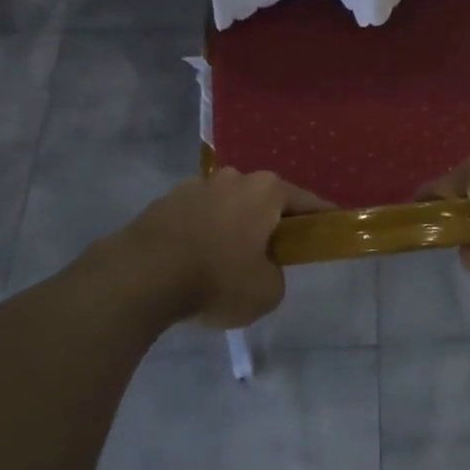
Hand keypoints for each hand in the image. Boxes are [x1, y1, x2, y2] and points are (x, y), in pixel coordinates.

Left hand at [108, 170, 330, 328]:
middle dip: (269, 224)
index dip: (321, 219)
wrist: (140, 276)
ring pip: (226, 207)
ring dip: (231, 228)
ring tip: (224, 264)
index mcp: (266, 190)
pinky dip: (200, 235)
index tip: (329, 232)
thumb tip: (264, 269)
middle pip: (263, 201)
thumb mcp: (266, 292)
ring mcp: (195, 186)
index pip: (307, 201)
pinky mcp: (164, 202)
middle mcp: (234, 178)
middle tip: (271, 256)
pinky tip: (192, 264)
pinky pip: (195, 218)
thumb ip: (276, 276)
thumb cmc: (216, 278)